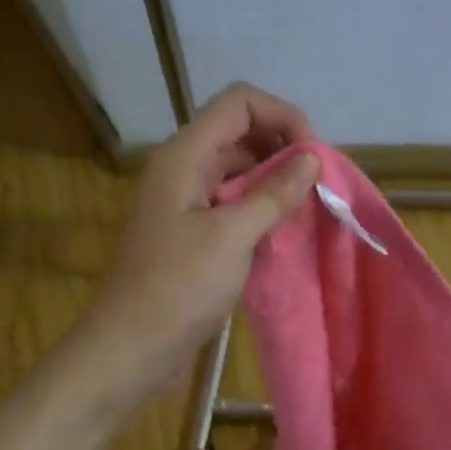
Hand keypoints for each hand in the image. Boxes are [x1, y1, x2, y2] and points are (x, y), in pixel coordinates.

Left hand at [72, 83, 318, 416]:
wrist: (132, 346)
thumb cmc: (178, 287)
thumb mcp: (232, 236)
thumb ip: (273, 194)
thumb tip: (311, 161)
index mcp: (185, 155)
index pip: (240, 103)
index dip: (283, 116)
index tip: (315, 157)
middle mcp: (184, 169)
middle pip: (240, 133)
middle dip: (284, 149)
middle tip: (318, 186)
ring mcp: (186, 203)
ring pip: (238, 171)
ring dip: (275, 182)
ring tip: (308, 209)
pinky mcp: (192, 234)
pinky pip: (232, 205)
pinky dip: (260, 210)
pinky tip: (284, 233)